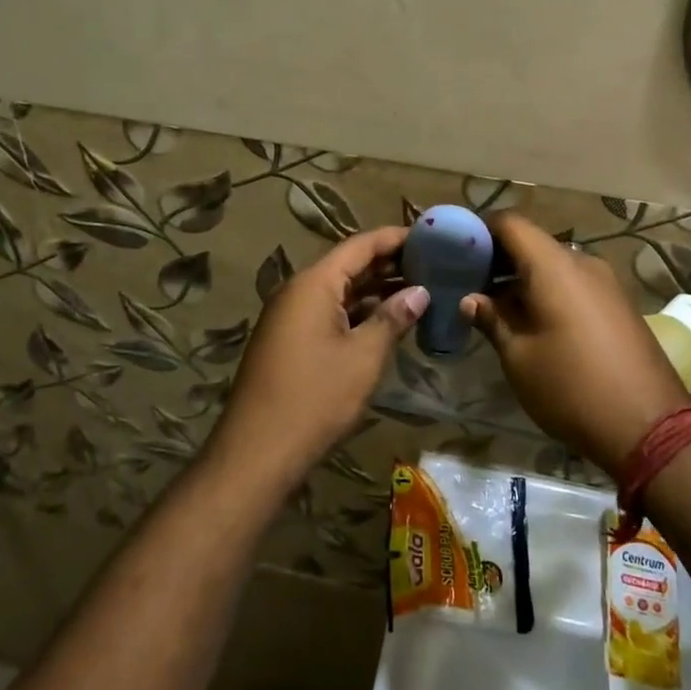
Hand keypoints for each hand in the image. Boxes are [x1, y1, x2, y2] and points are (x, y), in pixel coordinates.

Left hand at [207, 227, 427, 493]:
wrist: (257, 452)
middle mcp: (299, 291)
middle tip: (433, 264)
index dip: (395, 238)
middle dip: (390, 264)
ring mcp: (291, 317)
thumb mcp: (363, 357)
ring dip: (376, 290)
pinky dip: (359, 313)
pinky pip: (329, 312)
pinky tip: (388, 322)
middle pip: (349, 265)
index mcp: (314, 283)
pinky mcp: (290, 341)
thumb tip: (420, 292)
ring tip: (420, 290)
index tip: (430, 237)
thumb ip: (392, 318)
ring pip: (340, 291)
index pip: (360, 245)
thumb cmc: (315, 398)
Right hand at [462, 214, 690, 475]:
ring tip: (496, 307)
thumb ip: (492, 319)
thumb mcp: (519, 358)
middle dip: (499, 258)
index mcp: (554, 266)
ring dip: (524, 278)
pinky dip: (548, 290)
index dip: (480, 230)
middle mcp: (582, 262)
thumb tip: (471, 299)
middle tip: (469, 283)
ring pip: (554, 264)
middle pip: (532, 243)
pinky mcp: (618, 303)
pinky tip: (533, 321)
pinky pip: (574, 283)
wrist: (650, 428)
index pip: (510, 223)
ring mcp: (605, 282)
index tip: (456, 251)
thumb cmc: (571, 388)